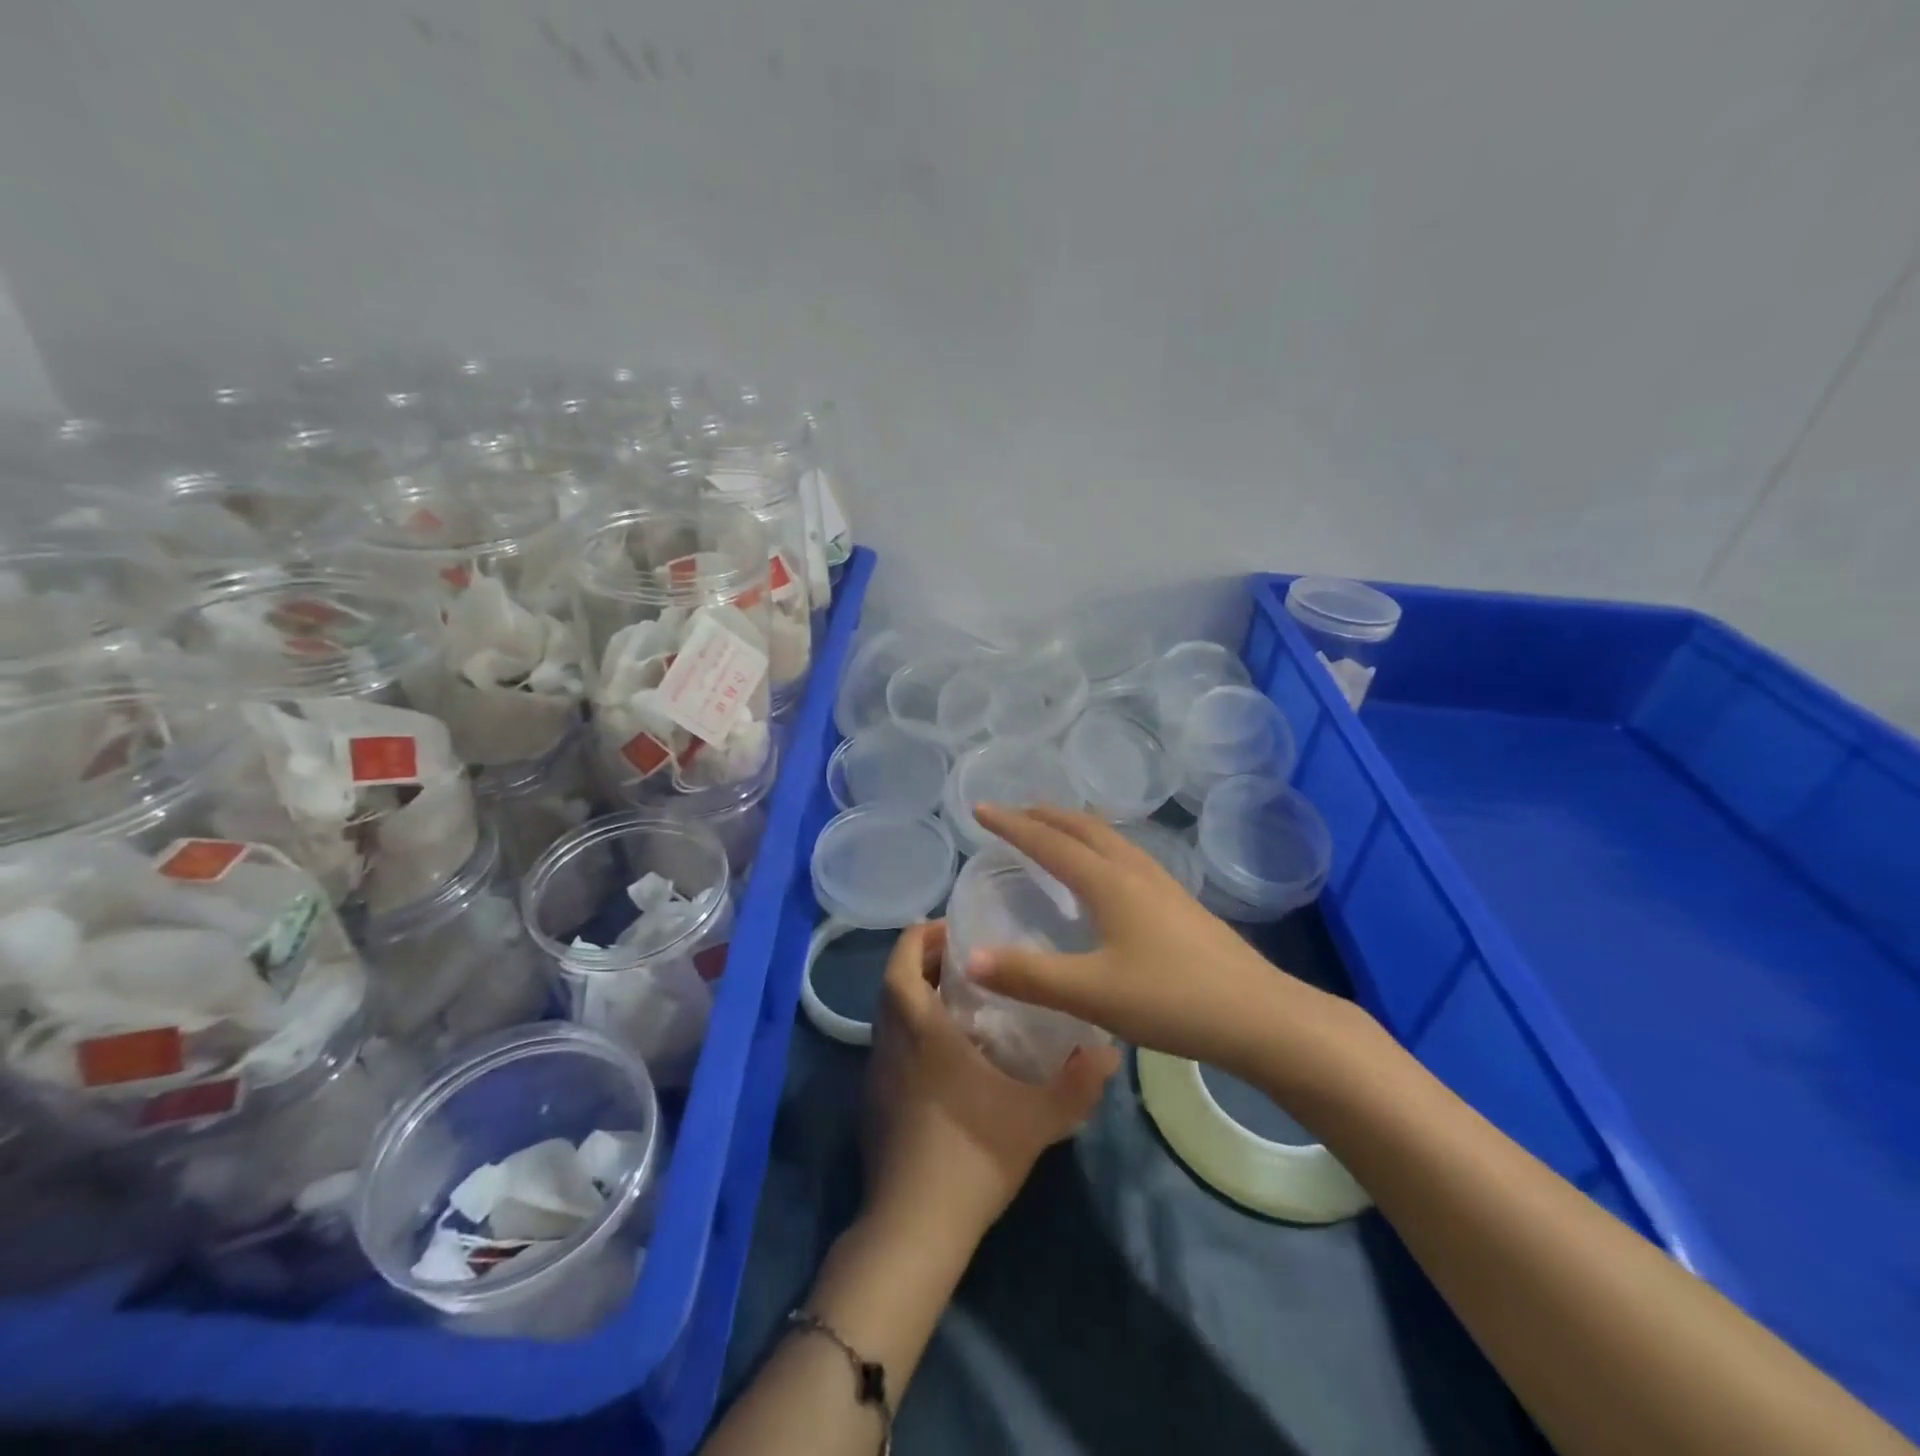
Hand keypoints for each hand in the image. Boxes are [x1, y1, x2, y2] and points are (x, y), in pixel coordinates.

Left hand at [862, 920, 1118, 1251]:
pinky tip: (944, 1054)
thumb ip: (1078, 1082)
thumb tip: (1110, 1051)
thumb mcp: (1037, 1118)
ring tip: (957, 998)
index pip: (901, 962)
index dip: (919, 936)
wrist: (914, 1228)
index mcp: (920, 1030)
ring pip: (886, 1015)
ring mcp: (876, 1074)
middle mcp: (890, 1042)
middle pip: (891, 982)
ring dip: (913, 995)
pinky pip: (887, 1046)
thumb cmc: (972, 1155)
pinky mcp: (872, 1103)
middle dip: (920, 960)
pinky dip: (908, 1030)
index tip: (951, 928)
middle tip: (963, 958)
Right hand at [968, 805, 1354, 1083]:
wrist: (1262, 1018)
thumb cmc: (1172, 1000)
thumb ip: (1029, 977)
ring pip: (1110, 839)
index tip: (980, 809)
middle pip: (1083, 828)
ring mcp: (1163, 886)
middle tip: (1014, 813)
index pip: (1049, 842)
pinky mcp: (1180, 905)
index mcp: (1109, 882)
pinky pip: (1127, 857)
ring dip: (1075, 828)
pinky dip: (1100, 848)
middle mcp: (1135, 871)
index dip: (1012, 824)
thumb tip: (970, 958)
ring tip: (1054, 834)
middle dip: (1045, 815)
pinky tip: (1105, 877)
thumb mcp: (1092, 993)